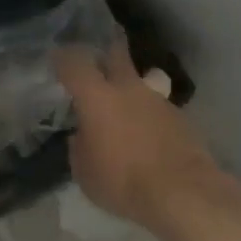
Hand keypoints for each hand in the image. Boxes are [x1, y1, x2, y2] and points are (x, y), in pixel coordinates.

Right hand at [57, 44, 221, 224]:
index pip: (74, 64)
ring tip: (124, 105)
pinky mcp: (180, 117)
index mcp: (97, 98)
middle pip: (117, 54)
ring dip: (130, 88)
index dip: (63, 58)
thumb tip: (83, 136)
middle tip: (100, 48)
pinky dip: (148, 115)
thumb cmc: (122, 181)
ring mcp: (158, 100)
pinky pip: (156, 108)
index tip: (58, 58)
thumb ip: (80, 146)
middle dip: (107, 48)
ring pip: (140, 82)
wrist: (182, 192)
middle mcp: (128, 89)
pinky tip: (146, 134)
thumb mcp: (84, 171)